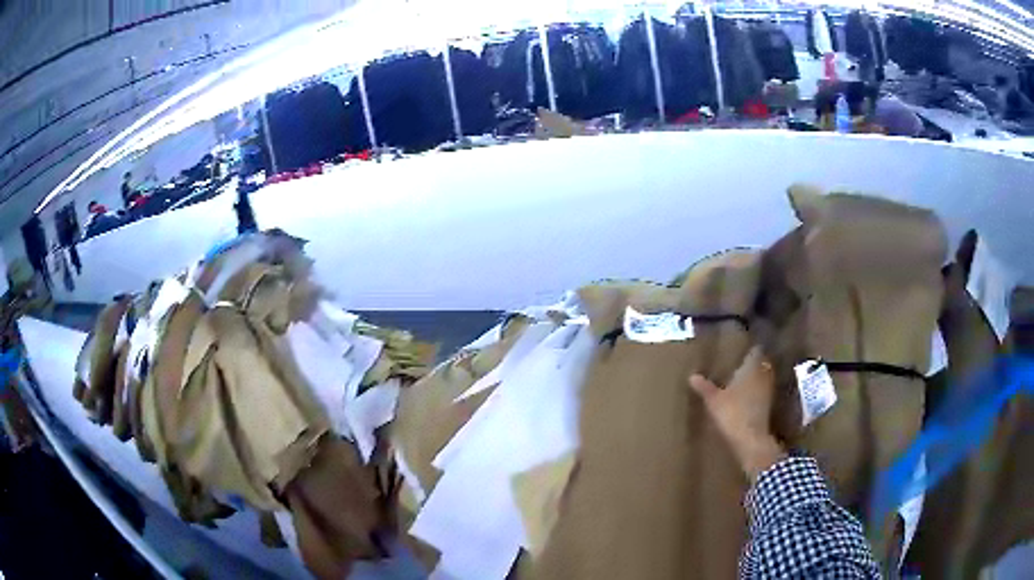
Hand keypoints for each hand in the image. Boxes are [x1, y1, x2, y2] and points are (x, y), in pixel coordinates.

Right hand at [689, 346, 785, 480]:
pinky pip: (763, 394)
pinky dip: (757, 393)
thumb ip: (705, 387)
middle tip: (743, 362)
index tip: (744, 346)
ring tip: (744, 379)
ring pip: (764, 379)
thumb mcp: (713, 400)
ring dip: (757, 378)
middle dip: (755, 362)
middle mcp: (763, 377)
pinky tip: (747, 398)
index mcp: (752, 369)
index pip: (756, 351)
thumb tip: (692, 376)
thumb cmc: (732, 413)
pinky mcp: (769, 408)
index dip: (751, 348)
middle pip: (763, 364)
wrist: (750, 440)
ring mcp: (768, 393)